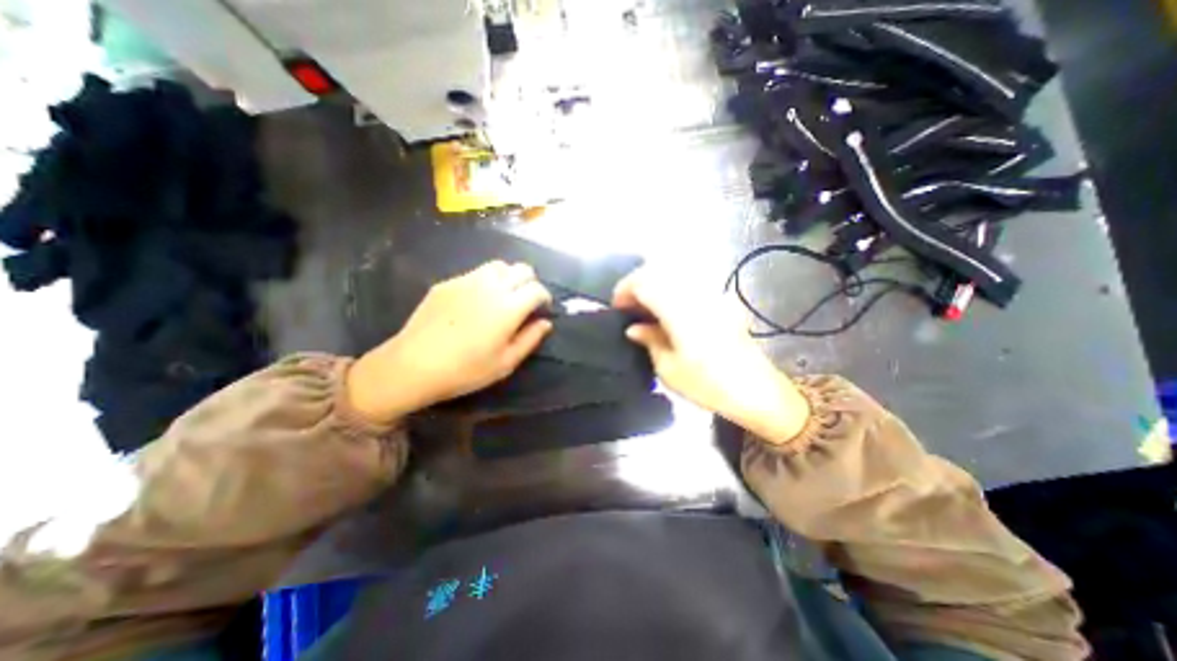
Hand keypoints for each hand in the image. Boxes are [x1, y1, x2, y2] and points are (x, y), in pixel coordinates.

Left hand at [345, 261, 553, 423]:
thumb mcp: (505, 363)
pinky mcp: (448, 283)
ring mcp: (466, 281)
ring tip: (505, 296)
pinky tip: (477, 300)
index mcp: (508, 308)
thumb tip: (545, 323)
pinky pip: (475, 272)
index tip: (542, 309)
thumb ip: (530, 340)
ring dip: (509, 277)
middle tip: (526, 301)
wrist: (413, 365)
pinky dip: (486, 280)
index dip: (545, 297)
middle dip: (531, 282)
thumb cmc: (465, 370)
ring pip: (499, 265)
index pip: (536, 289)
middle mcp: (490, 287)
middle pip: (522, 269)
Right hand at [617, 264, 808, 443]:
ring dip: (655, 285)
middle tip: (629, 308)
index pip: (645, 282)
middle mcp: (695, 294)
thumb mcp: (669, 369)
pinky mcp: (720, 301)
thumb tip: (634, 328)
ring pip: (674, 274)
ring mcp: (711, 294)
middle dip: (638, 284)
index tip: (617, 308)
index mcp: (679, 311)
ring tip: (646, 309)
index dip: (625, 290)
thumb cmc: (708, 385)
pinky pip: (689, 284)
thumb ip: (649, 341)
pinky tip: (669, 311)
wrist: (756, 391)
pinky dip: (672, 290)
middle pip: (659, 271)